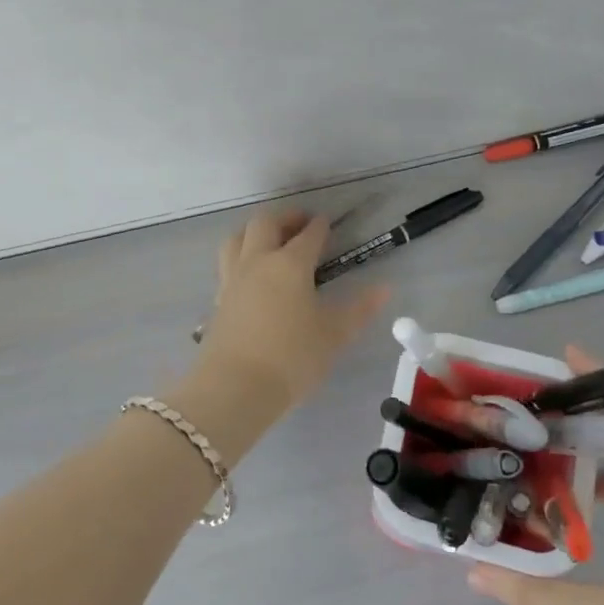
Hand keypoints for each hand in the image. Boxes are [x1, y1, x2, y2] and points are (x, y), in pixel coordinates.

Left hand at [193, 211, 388, 418]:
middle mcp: (258, 261)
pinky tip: (251, 273)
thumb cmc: (292, 358)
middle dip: (285, 218)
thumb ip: (359, 309)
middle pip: (265, 224)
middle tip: (300, 223)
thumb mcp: (334, 335)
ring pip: (238, 238)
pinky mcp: (219, 299)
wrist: (236, 386)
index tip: (327, 222)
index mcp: (290, 264)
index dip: (319, 226)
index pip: (308, 235)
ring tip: (269, 239)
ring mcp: (233, 278)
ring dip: (255, 231)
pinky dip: (241, 256)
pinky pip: (228, 264)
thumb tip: (384, 288)